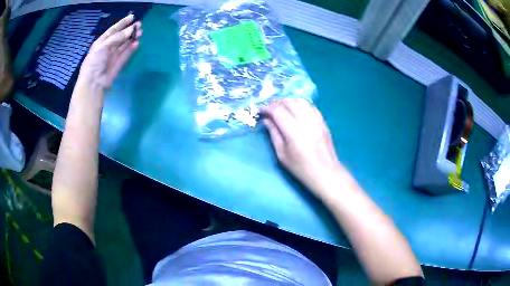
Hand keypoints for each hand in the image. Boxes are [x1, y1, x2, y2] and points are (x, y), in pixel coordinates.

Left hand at [79, 14, 141, 88]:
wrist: (93, 82)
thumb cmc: (94, 62)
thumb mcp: (103, 46)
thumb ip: (117, 38)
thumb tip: (130, 30)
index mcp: (102, 42)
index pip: (113, 30)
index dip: (122, 23)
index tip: (132, 17)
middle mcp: (108, 48)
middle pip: (120, 36)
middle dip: (129, 30)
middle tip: (139, 25)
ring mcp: (113, 56)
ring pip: (124, 44)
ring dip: (132, 38)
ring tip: (140, 32)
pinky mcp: (118, 64)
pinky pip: (126, 55)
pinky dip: (131, 49)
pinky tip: (136, 43)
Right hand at [262, 99, 346, 194]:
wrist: (325, 172)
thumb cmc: (301, 168)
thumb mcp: (282, 154)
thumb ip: (274, 134)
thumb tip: (266, 119)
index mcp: (293, 132)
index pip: (278, 110)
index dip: (267, 108)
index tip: (260, 110)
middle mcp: (306, 121)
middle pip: (289, 102)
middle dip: (276, 102)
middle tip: (269, 109)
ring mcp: (316, 119)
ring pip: (300, 100)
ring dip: (288, 101)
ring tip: (281, 107)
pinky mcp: (322, 121)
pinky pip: (310, 105)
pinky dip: (300, 103)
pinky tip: (295, 109)